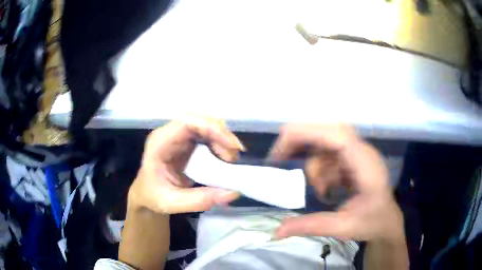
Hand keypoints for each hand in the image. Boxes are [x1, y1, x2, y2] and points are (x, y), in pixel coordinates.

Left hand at [128, 116, 243, 213]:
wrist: (147, 194)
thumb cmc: (153, 196)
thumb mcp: (173, 203)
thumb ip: (200, 200)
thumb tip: (233, 192)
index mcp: (159, 143)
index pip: (186, 123)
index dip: (211, 128)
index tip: (231, 146)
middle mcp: (169, 134)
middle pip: (199, 120)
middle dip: (221, 134)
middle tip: (235, 155)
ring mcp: (178, 136)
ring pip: (205, 125)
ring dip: (222, 139)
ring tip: (231, 159)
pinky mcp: (186, 142)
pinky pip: (206, 135)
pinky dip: (219, 144)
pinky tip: (226, 157)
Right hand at [271, 124, 403, 241]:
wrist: (386, 220)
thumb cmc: (372, 223)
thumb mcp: (343, 228)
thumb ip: (311, 227)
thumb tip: (276, 232)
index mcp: (366, 165)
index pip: (338, 136)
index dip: (307, 134)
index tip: (281, 150)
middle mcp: (362, 151)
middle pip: (328, 131)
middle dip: (301, 142)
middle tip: (279, 159)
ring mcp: (357, 152)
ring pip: (325, 143)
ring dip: (315, 166)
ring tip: (323, 192)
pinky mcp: (352, 158)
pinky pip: (329, 154)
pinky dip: (321, 170)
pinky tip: (328, 188)